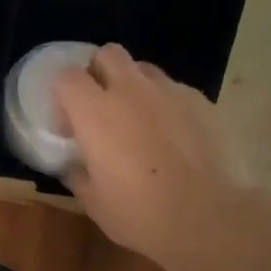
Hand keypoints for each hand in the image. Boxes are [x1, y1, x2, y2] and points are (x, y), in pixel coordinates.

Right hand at [53, 44, 240, 267]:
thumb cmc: (139, 212)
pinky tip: (169, 137)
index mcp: (95, 113)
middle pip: (107, 54)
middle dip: (98, 73)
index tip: (67, 126)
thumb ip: (77, 174)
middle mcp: (131, 91)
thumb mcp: (93, 201)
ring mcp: (170, 92)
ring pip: (143, 70)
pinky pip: (173, 91)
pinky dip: (163, 105)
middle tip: (99, 109)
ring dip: (132, 87)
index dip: (62, 96)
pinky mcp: (201, 102)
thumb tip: (74, 165)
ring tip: (136, 122)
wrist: (208, 216)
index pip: (67, 77)